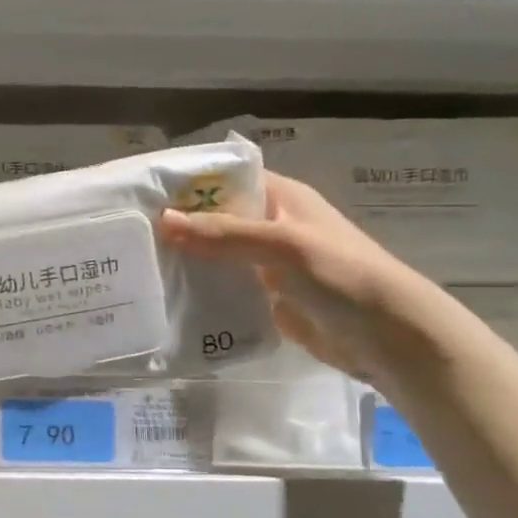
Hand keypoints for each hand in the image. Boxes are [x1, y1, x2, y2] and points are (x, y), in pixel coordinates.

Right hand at [157, 172, 459, 385]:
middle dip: (176, 225)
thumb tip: (163, 219)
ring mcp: (266, 262)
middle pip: (213, 217)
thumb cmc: (342, 277)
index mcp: (281, 198)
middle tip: (127, 236)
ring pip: (214, 253)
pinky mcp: (263, 296)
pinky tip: (166, 297)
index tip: (140, 194)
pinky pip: (222, 286)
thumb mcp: (282, 246)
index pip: (224, 178)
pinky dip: (199, 289)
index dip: (186, 183)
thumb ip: (223, 234)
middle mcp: (270, 225)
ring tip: (136, 266)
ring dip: (184, 259)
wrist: (390, 338)